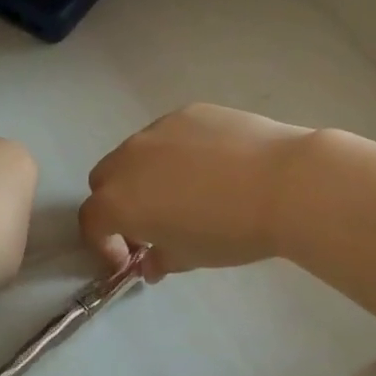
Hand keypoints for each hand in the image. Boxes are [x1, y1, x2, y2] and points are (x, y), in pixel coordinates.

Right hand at [79, 104, 311, 279]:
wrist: (283, 183)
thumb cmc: (230, 231)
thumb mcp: (191, 258)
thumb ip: (160, 260)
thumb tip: (151, 262)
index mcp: (120, 200)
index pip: (92, 220)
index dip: (104, 243)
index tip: (130, 258)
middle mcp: (129, 158)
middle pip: (105, 180)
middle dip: (119, 203)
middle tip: (152, 224)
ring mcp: (157, 129)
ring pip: (137, 152)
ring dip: (146, 175)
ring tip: (187, 192)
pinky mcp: (187, 112)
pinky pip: (169, 134)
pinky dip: (177, 152)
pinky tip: (214, 166)